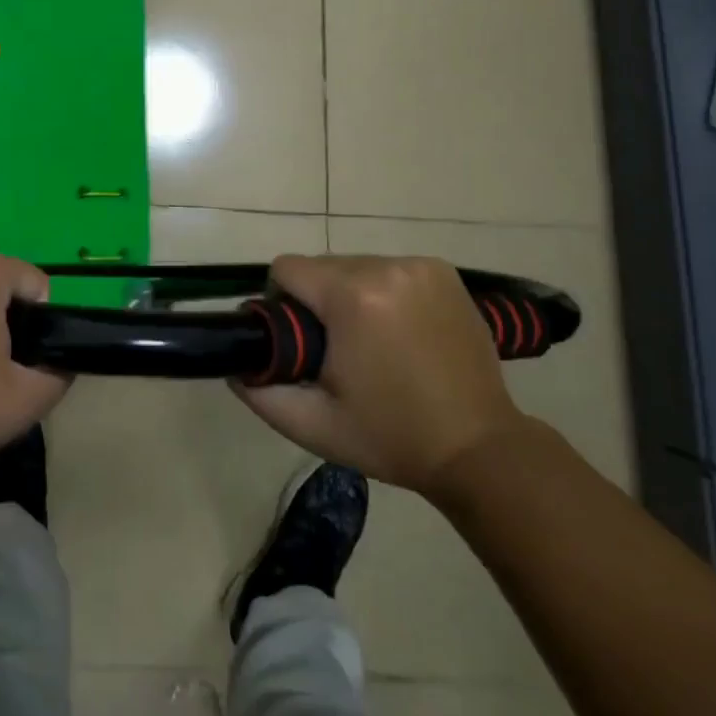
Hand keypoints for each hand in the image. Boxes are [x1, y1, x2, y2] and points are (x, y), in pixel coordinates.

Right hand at [232, 255, 526, 499]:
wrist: (480, 450)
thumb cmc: (392, 437)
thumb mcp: (314, 425)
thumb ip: (262, 392)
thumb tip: (235, 364)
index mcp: (352, 296)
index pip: (286, 269)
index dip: (282, 304)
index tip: (302, 343)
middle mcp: (385, 266)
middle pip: (322, 266)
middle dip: (319, 301)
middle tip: (338, 351)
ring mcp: (419, 266)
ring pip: (355, 266)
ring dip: (351, 295)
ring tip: (373, 344)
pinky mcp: (444, 271)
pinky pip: (389, 269)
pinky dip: (384, 292)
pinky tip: (401, 331)